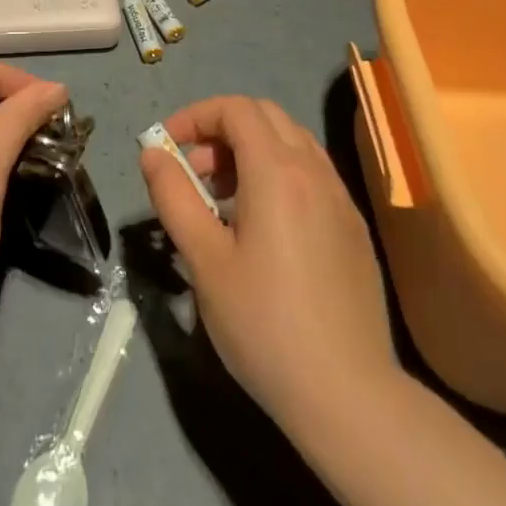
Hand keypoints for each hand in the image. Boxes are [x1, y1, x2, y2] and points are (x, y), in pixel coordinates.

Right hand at [139, 96, 398, 429]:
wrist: (349, 396)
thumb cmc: (264, 325)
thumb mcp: (204, 260)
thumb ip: (174, 196)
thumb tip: (152, 153)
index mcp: (278, 172)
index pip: (236, 109)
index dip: (195, 115)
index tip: (167, 147)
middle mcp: (315, 172)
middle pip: (266, 116)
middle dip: (221, 129)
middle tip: (194, 171)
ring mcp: (341, 200)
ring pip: (292, 143)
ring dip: (250, 150)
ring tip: (222, 198)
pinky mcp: (353, 229)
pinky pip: (311, 175)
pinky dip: (277, 174)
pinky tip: (261, 227)